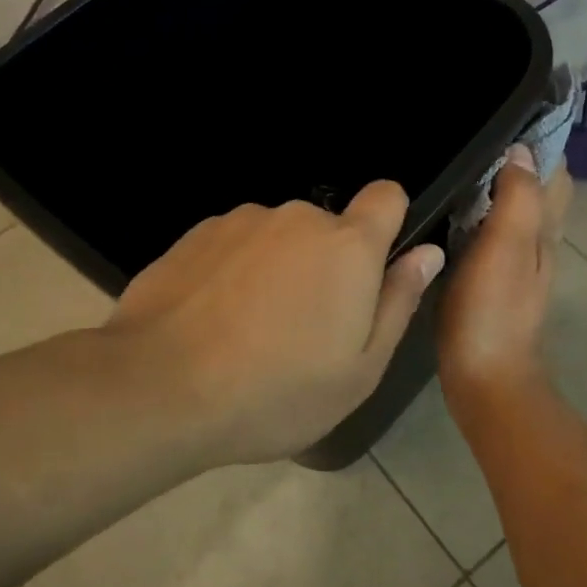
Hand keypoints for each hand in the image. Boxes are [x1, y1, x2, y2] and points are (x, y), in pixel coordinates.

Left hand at [104, 182, 444, 465]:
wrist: (159, 390)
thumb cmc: (277, 391)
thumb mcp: (359, 370)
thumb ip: (399, 302)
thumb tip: (428, 253)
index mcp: (347, 246)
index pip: (387, 195)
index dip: (389, 223)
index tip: (373, 268)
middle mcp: (296, 217)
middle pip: (329, 228)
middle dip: (326, 265)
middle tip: (304, 330)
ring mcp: (240, 221)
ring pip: (278, 238)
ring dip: (277, 269)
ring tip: (249, 331)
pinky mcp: (194, 235)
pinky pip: (234, 246)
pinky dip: (234, 273)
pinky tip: (210, 321)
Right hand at [438, 146, 572, 415]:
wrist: (484, 377)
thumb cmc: (493, 311)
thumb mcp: (506, 248)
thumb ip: (517, 199)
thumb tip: (521, 150)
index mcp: (544, 229)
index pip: (555, 172)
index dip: (540, 141)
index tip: (506, 115)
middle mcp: (537, 242)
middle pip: (537, 189)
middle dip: (516, 158)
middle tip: (473, 135)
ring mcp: (515, 264)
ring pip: (513, 211)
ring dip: (496, 186)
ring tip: (457, 162)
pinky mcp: (491, 281)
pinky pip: (490, 234)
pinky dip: (478, 214)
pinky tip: (449, 212)